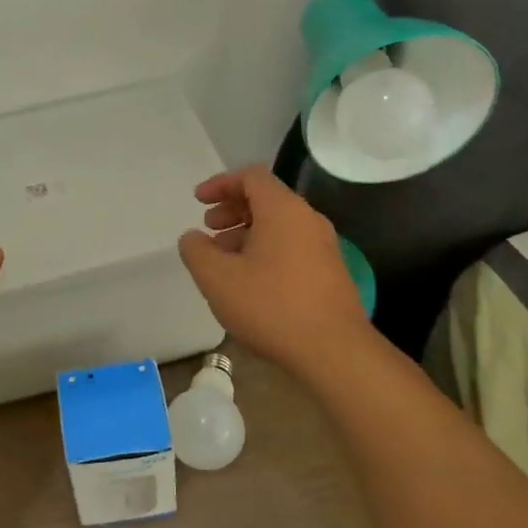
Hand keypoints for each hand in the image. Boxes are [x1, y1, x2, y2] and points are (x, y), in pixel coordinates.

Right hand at [178, 165, 372, 378]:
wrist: (334, 351)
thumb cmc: (271, 306)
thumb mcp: (217, 278)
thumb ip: (196, 250)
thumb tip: (193, 238)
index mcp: (283, 210)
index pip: (251, 176)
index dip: (220, 183)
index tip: (198, 201)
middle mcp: (308, 219)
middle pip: (266, 198)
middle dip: (232, 209)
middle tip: (209, 229)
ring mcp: (324, 246)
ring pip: (279, 224)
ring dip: (247, 232)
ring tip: (224, 259)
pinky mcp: (330, 271)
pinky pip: (292, 245)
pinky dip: (266, 249)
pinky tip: (250, 280)